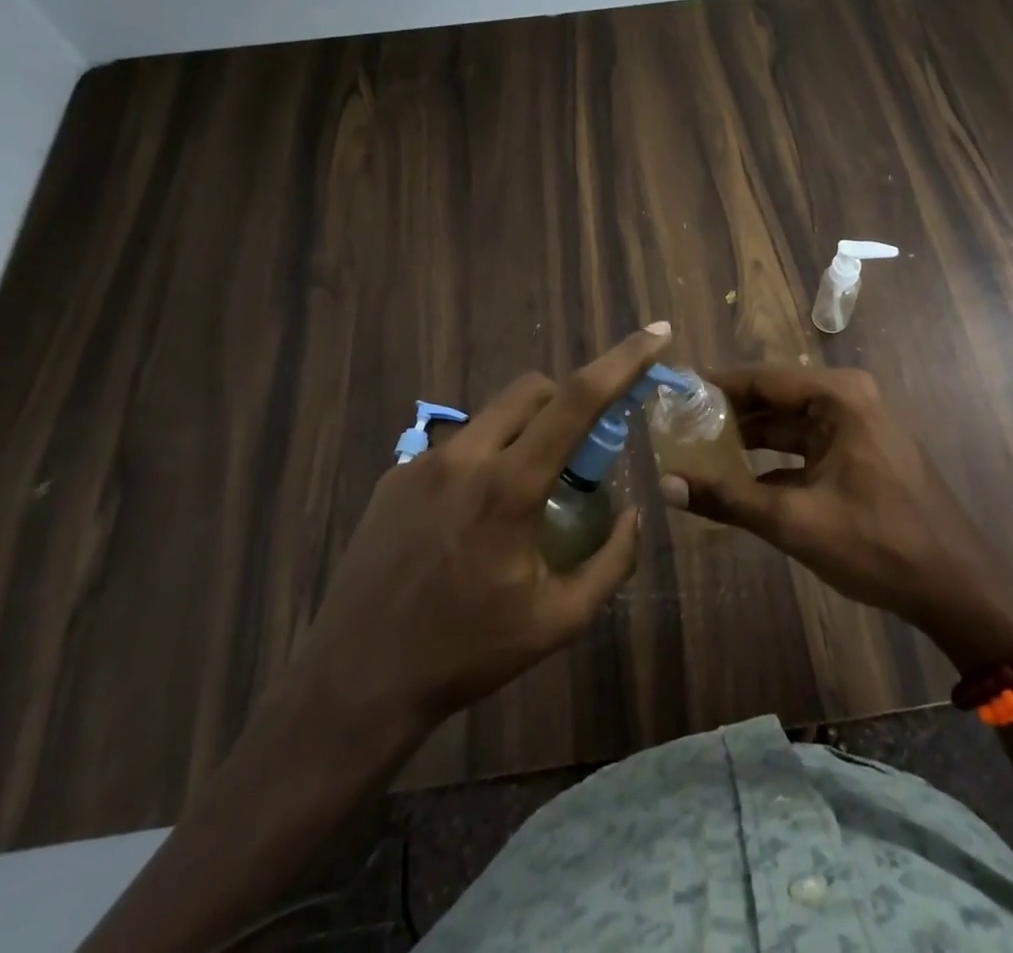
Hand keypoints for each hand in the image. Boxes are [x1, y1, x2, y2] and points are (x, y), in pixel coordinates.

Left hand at [287, 326, 670, 731]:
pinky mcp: (394, 476)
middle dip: (568, 400)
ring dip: (524, 431)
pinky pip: (456, 445)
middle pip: (533, 388)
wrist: (356, 680)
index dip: (623, 359)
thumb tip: (636, 514)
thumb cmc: (466, 653)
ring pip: (492, 414)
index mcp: (510, 485)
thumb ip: (612, 562)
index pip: (578, 398)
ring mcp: (422, 462)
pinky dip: (483, 459)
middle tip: (579, 452)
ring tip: (521, 493)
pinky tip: (470, 517)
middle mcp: (465, 456)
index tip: (656, 333)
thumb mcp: (558, 620)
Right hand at [658, 365, 1012, 668]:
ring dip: (747, 441)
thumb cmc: (878, 544)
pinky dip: (772, 463)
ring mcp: (856, 427)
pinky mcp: (860, 455)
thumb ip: (728, 499)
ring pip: (787, 426)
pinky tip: (736, 483)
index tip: (673, 395)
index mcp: (837, 397)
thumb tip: (665, 484)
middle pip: (773, 399)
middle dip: (727, 416)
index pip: (760, 378)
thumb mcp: (795, 522)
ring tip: (696, 452)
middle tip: (676, 428)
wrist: (957, 588)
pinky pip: (805, 448)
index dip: (714, 387)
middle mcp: (847, 400)